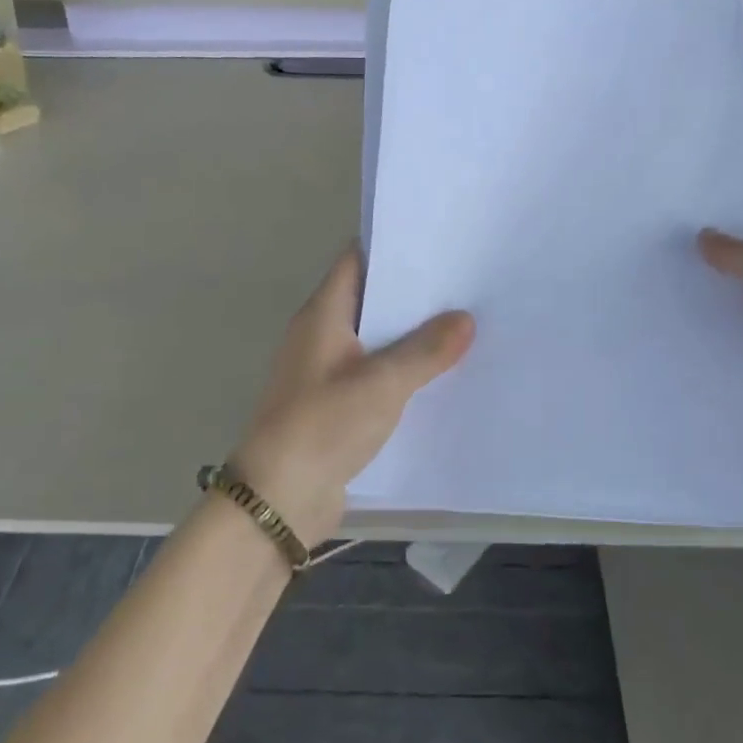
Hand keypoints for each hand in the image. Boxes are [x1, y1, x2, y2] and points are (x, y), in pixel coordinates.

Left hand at [230, 247, 474, 547]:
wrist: (278, 501)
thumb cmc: (323, 425)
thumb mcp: (381, 383)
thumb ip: (425, 350)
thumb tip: (464, 318)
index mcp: (322, 315)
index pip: (355, 261)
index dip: (391, 247)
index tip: (436, 242)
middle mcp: (321, 336)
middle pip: (369, 300)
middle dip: (412, 294)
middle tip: (463, 283)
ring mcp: (327, 373)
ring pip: (375, 341)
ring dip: (410, 336)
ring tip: (464, 324)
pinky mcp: (336, 407)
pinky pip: (375, 376)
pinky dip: (403, 372)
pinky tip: (440, 376)